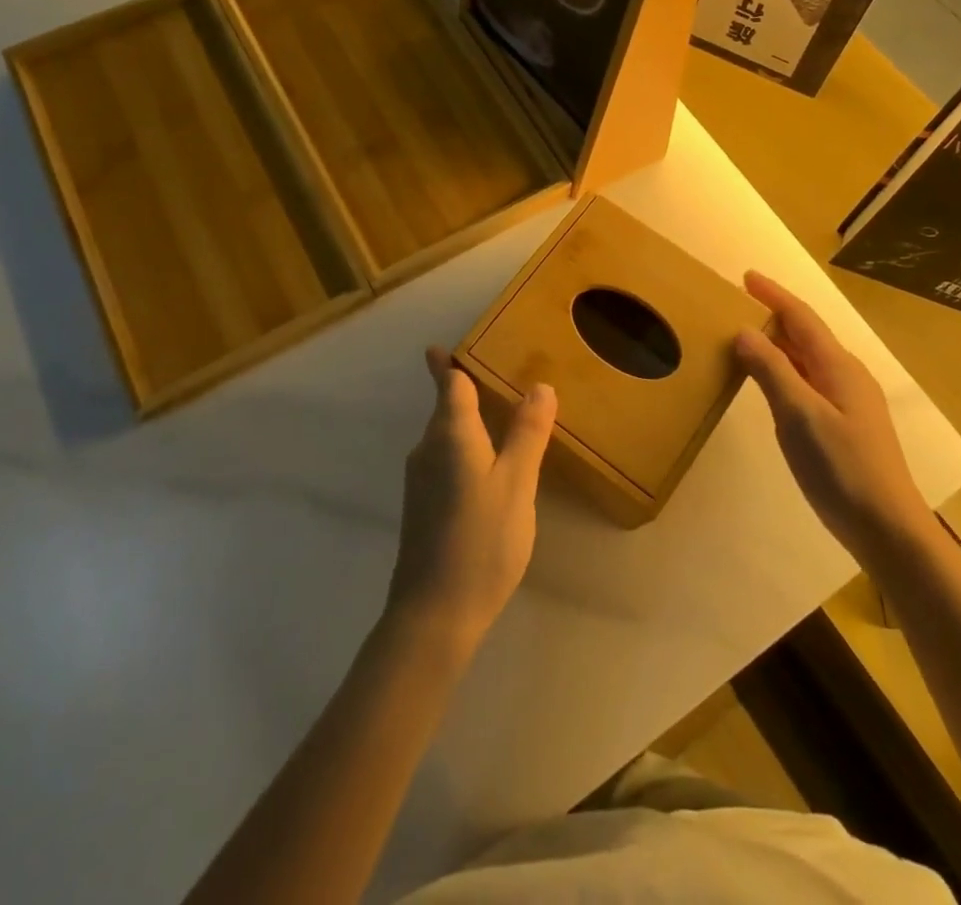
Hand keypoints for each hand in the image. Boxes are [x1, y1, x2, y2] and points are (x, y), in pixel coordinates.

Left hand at [385, 348, 556, 654]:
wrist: (433, 614)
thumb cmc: (482, 541)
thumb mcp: (517, 484)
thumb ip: (528, 434)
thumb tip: (540, 386)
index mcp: (450, 434)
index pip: (449, 383)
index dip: (448, 363)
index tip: (446, 346)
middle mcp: (428, 449)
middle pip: (444, 407)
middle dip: (460, 388)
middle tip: (493, 374)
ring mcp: (420, 480)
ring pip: (444, 436)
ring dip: (465, 420)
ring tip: (498, 415)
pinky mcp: (422, 507)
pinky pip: (444, 460)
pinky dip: (464, 449)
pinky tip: (486, 466)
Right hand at [736, 272, 929, 549]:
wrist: (886, 528)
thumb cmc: (842, 468)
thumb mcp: (799, 416)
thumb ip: (771, 370)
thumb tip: (744, 331)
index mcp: (838, 367)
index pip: (801, 318)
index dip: (774, 295)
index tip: (746, 276)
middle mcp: (846, 376)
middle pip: (805, 335)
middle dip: (773, 316)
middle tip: (736, 307)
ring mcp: (848, 401)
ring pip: (806, 359)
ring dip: (777, 344)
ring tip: (744, 339)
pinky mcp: (844, 424)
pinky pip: (808, 381)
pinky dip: (784, 371)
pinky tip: (769, 384)